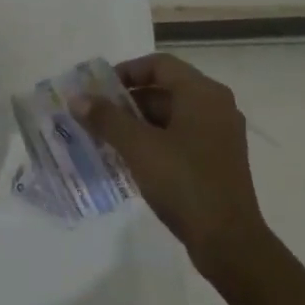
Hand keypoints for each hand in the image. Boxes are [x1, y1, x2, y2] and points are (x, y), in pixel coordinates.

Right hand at [76, 53, 265, 280]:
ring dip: (137, 124)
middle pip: (164, 89)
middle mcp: (216, 107)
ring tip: (104, 139)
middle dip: (126, 101)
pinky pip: (179, 138)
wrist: (227, 239)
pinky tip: (128, 159)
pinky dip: (153, 141)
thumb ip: (106, 119)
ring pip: (170, 116)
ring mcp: (219, 135)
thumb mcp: (138, 147)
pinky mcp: (216, 160)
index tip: (97, 90)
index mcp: (203, 94)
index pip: (158, 65)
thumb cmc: (184, 182)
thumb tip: (77, 98)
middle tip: (94, 116)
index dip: (125, 72)